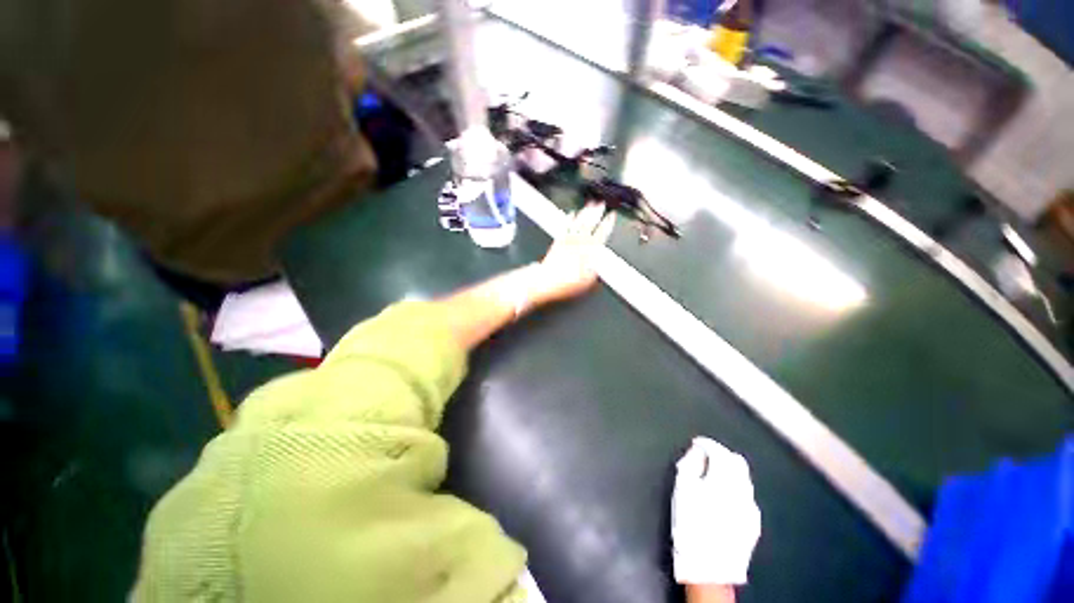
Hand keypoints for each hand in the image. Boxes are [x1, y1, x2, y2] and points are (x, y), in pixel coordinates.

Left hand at [528, 202, 614, 306]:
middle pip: (590, 223)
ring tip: (590, 204)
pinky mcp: (558, 241)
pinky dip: (569, 218)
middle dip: (597, 212)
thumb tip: (602, 262)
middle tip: (602, 204)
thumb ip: (597, 268)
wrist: (547, 280)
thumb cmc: (567, 282)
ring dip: (585, 212)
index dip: (607, 223)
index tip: (611, 215)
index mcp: (590, 250)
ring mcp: (568, 240)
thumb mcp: (589, 280)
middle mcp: (579, 242)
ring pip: (578, 221)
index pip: (602, 233)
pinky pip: (565, 226)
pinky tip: (571, 213)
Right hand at [672, 437, 760, 585]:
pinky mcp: (754, 521)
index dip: (706, 443)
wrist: (709, 567)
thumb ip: (690, 464)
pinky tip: (724, 496)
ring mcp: (751, 506)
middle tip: (706, 456)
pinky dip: (735, 487)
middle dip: (721, 454)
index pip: (718, 451)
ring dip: (729, 470)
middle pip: (737, 461)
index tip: (696, 442)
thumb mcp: (682, 489)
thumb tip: (697, 451)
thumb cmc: (690, 523)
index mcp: (723, 479)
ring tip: (713, 474)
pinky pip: (746, 494)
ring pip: (744, 477)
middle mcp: (742, 489)